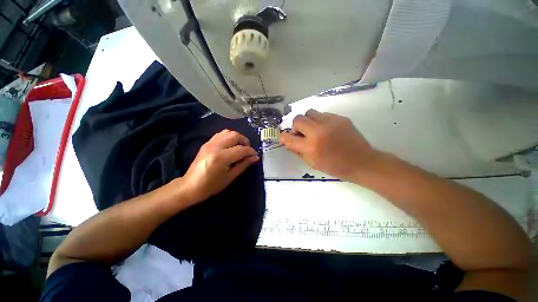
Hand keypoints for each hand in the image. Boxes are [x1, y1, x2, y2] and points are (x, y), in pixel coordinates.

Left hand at [174, 129, 258, 204]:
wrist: (190, 186)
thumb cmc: (211, 186)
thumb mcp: (230, 177)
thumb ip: (244, 165)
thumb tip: (255, 157)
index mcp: (221, 157)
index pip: (241, 149)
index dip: (251, 151)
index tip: (255, 155)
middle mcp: (215, 147)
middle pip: (235, 136)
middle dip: (245, 141)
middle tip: (248, 150)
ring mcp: (209, 143)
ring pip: (228, 132)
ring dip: (237, 137)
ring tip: (240, 147)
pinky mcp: (206, 143)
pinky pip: (221, 134)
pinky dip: (229, 137)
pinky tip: (231, 145)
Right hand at [279, 109, 378, 180]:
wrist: (361, 162)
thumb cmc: (334, 166)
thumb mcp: (312, 163)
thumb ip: (297, 151)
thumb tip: (288, 141)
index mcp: (311, 147)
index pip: (289, 138)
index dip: (283, 137)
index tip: (283, 136)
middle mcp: (318, 131)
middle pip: (298, 119)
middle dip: (296, 127)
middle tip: (302, 134)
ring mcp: (330, 122)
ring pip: (310, 112)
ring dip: (308, 121)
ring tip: (314, 130)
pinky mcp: (340, 118)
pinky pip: (323, 114)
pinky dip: (319, 121)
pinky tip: (326, 130)